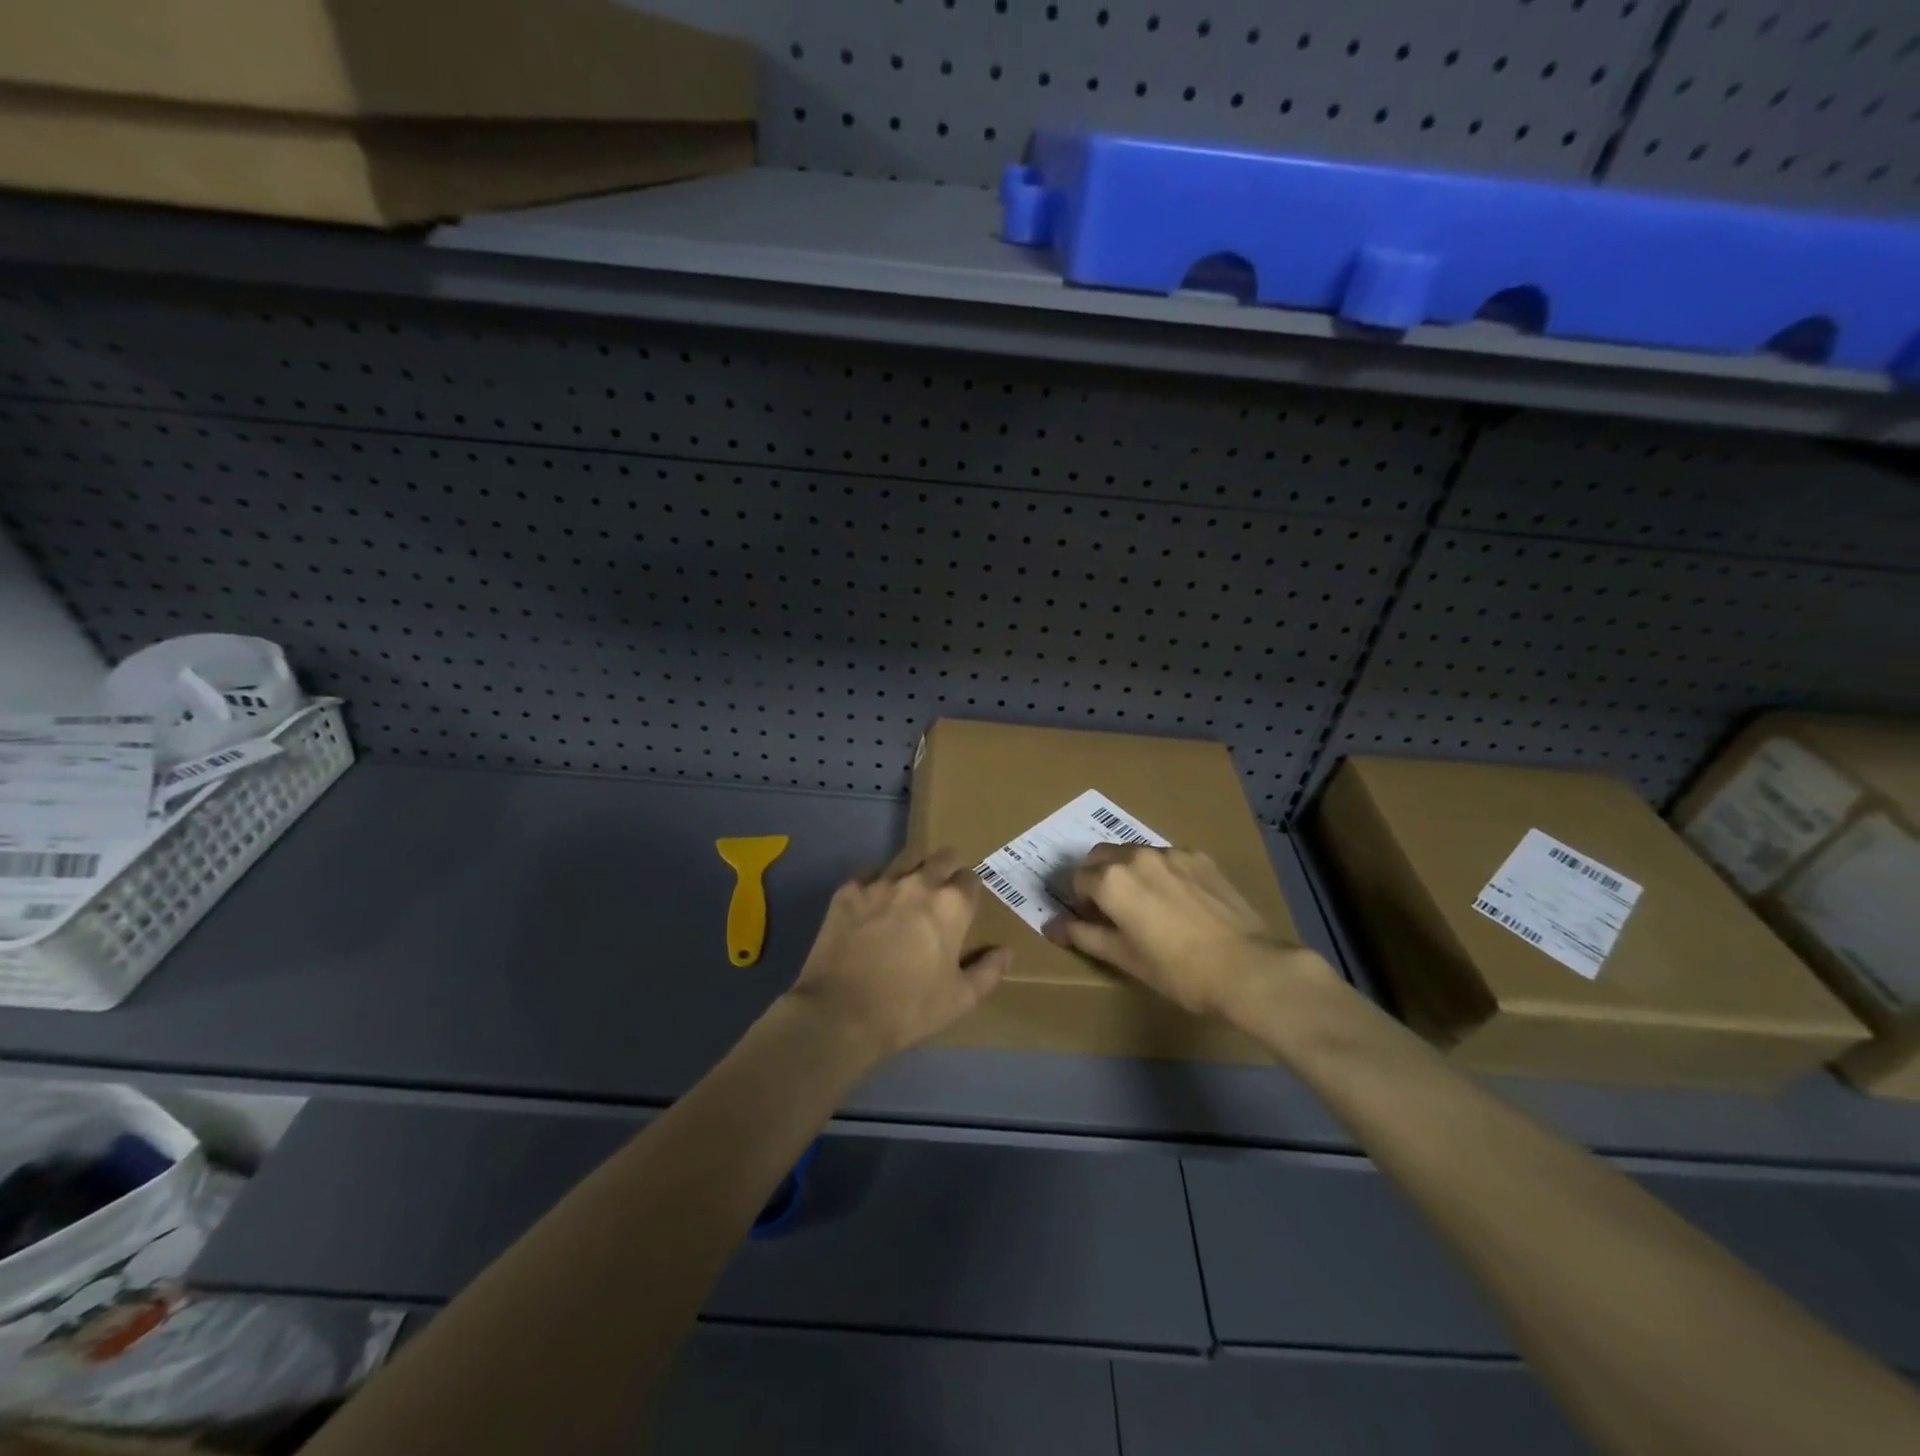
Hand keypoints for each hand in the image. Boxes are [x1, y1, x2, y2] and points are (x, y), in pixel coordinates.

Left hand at [785, 847, 1010, 1062]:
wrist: (840, 1013)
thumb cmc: (908, 1009)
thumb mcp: (960, 1000)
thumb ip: (989, 971)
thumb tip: (1006, 952)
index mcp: (951, 905)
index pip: (971, 879)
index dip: (971, 891)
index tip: (966, 907)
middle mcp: (919, 883)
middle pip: (942, 856)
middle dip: (948, 869)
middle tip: (942, 893)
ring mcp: (880, 883)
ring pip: (906, 858)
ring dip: (914, 870)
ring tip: (909, 893)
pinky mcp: (848, 891)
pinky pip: (869, 873)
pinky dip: (877, 882)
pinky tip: (873, 903)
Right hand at [1047, 844, 1334, 1021]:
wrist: (1246, 967)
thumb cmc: (1176, 970)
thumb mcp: (1123, 958)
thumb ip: (1084, 935)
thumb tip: (1052, 927)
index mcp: (1111, 880)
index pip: (1077, 878)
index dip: (1080, 901)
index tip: (1092, 921)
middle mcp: (1137, 855)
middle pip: (1102, 856)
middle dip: (1098, 877)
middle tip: (1113, 910)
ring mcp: (1172, 853)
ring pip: (1135, 853)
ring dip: (1130, 871)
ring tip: (1149, 905)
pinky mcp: (1201, 857)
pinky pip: (1168, 858)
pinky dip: (1161, 872)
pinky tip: (1179, 901)